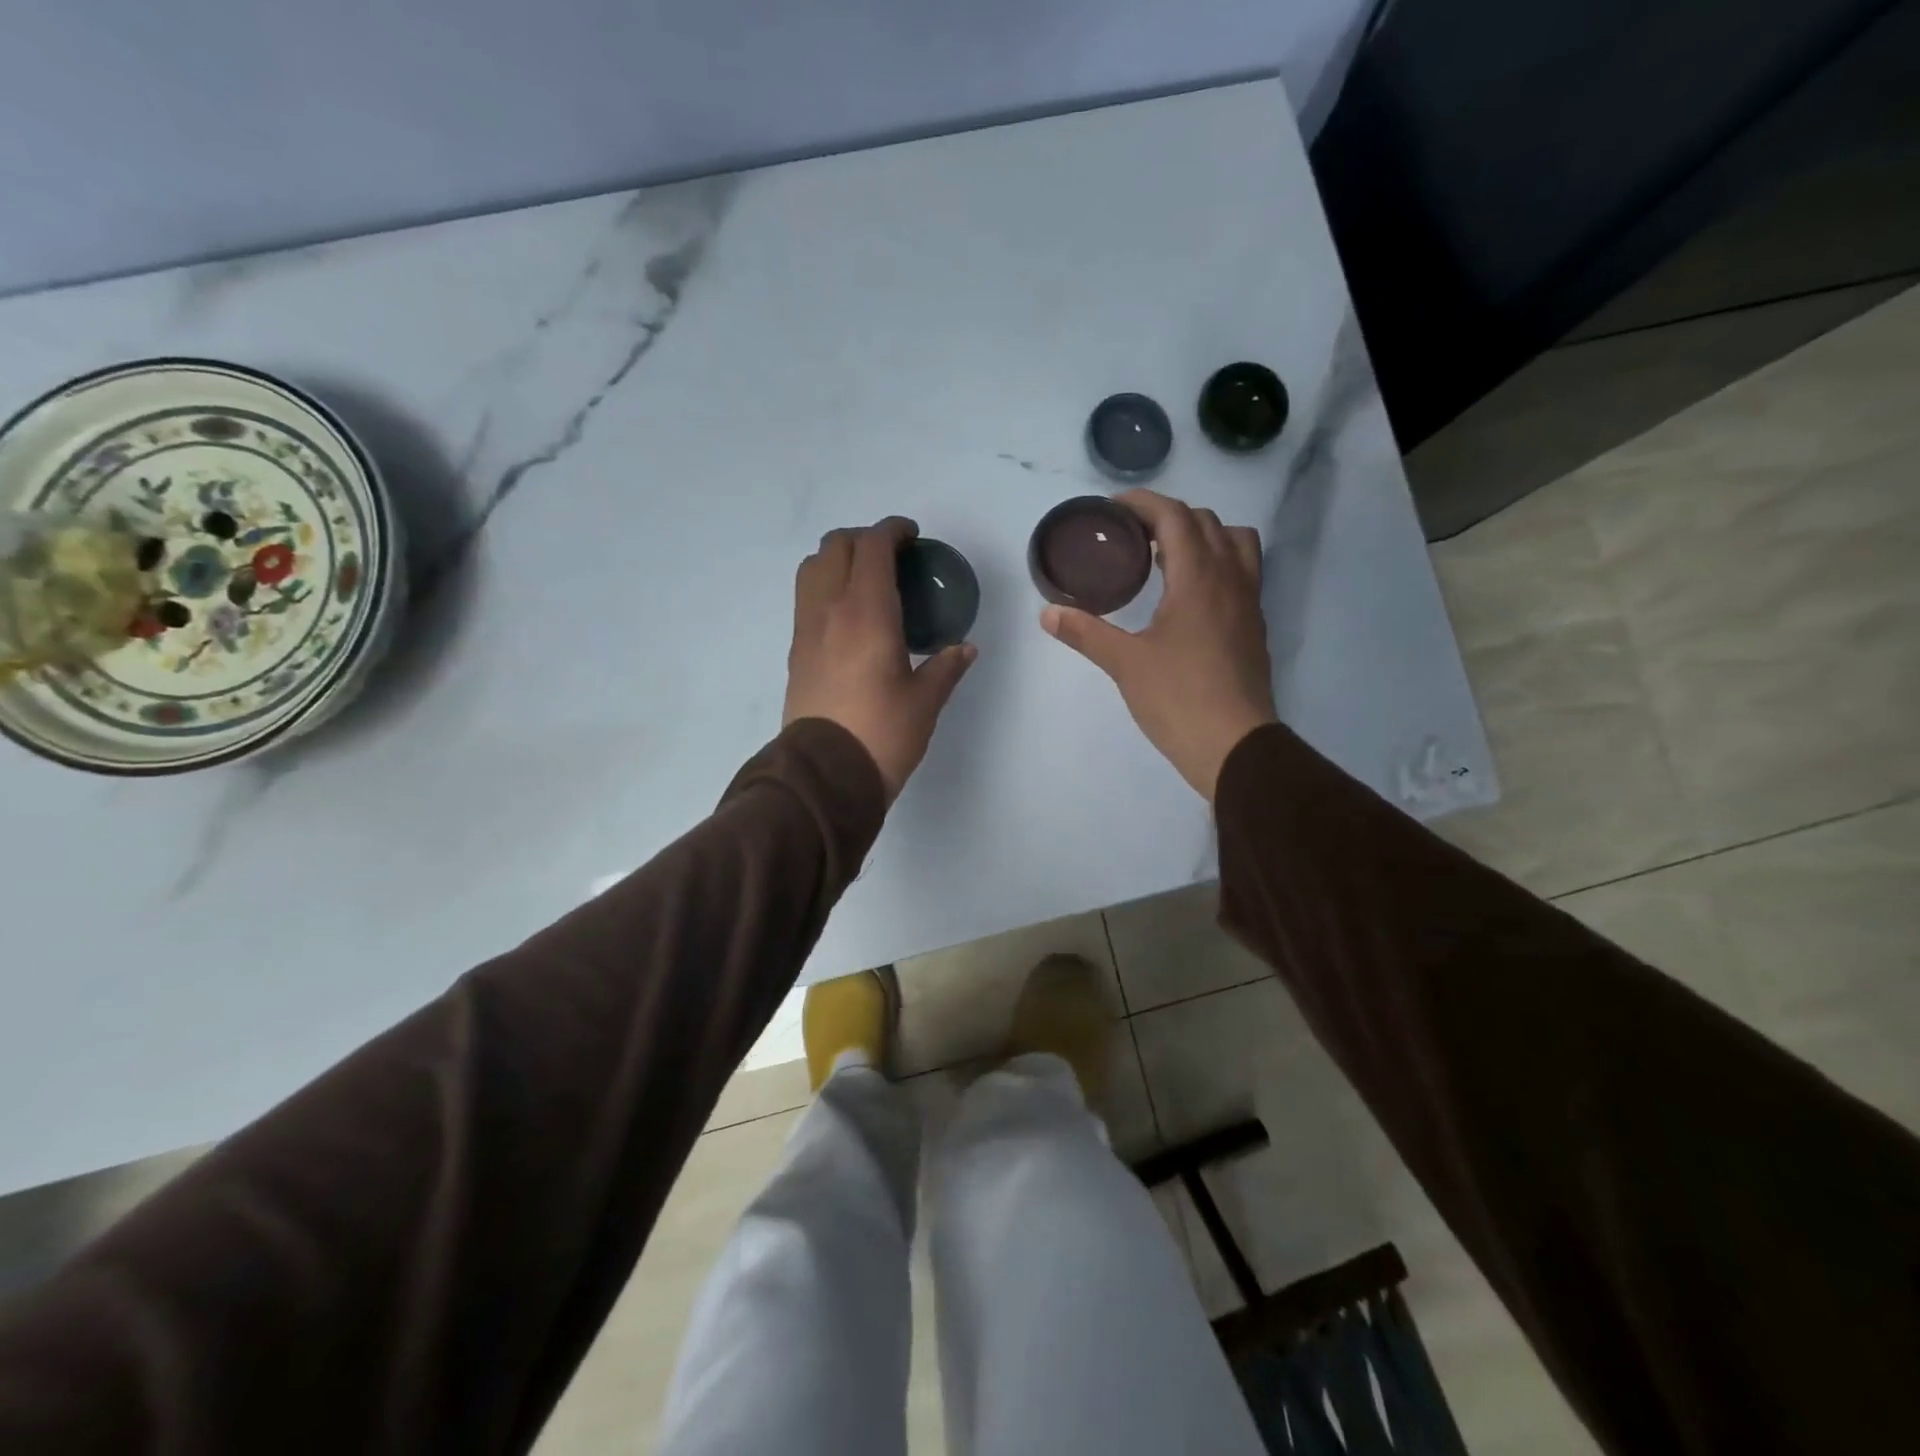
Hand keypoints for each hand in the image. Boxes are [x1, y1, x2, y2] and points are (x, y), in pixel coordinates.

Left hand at [785, 517, 975, 801]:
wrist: (825, 775)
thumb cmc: (882, 734)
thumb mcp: (925, 701)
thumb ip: (946, 667)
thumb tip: (964, 648)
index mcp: (866, 613)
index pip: (872, 547)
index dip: (893, 531)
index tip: (912, 537)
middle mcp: (829, 610)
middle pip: (835, 546)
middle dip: (864, 539)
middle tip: (893, 558)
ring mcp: (806, 629)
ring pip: (812, 568)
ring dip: (838, 559)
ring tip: (866, 581)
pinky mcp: (796, 651)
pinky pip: (806, 598)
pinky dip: (826, 587)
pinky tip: (851, 616)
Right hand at [1041, 490, 1274, 798]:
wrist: (1235, 746)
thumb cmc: (1178, 698)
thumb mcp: (1125, 664)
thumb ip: (1086, 633)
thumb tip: (1047, 613)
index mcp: (1199, 577)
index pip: (1175, 516)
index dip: (1143, 504)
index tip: (1112, 510)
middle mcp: (1231, 579)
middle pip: (1206, 522)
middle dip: (1168, 517)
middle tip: (1132, 535)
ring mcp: (1249, 603)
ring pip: (1235, 543)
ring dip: (1201, 536)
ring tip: (1166, 558)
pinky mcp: (1253, 627)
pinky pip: (1241, 573)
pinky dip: (1215, 564)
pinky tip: (1186, 596)